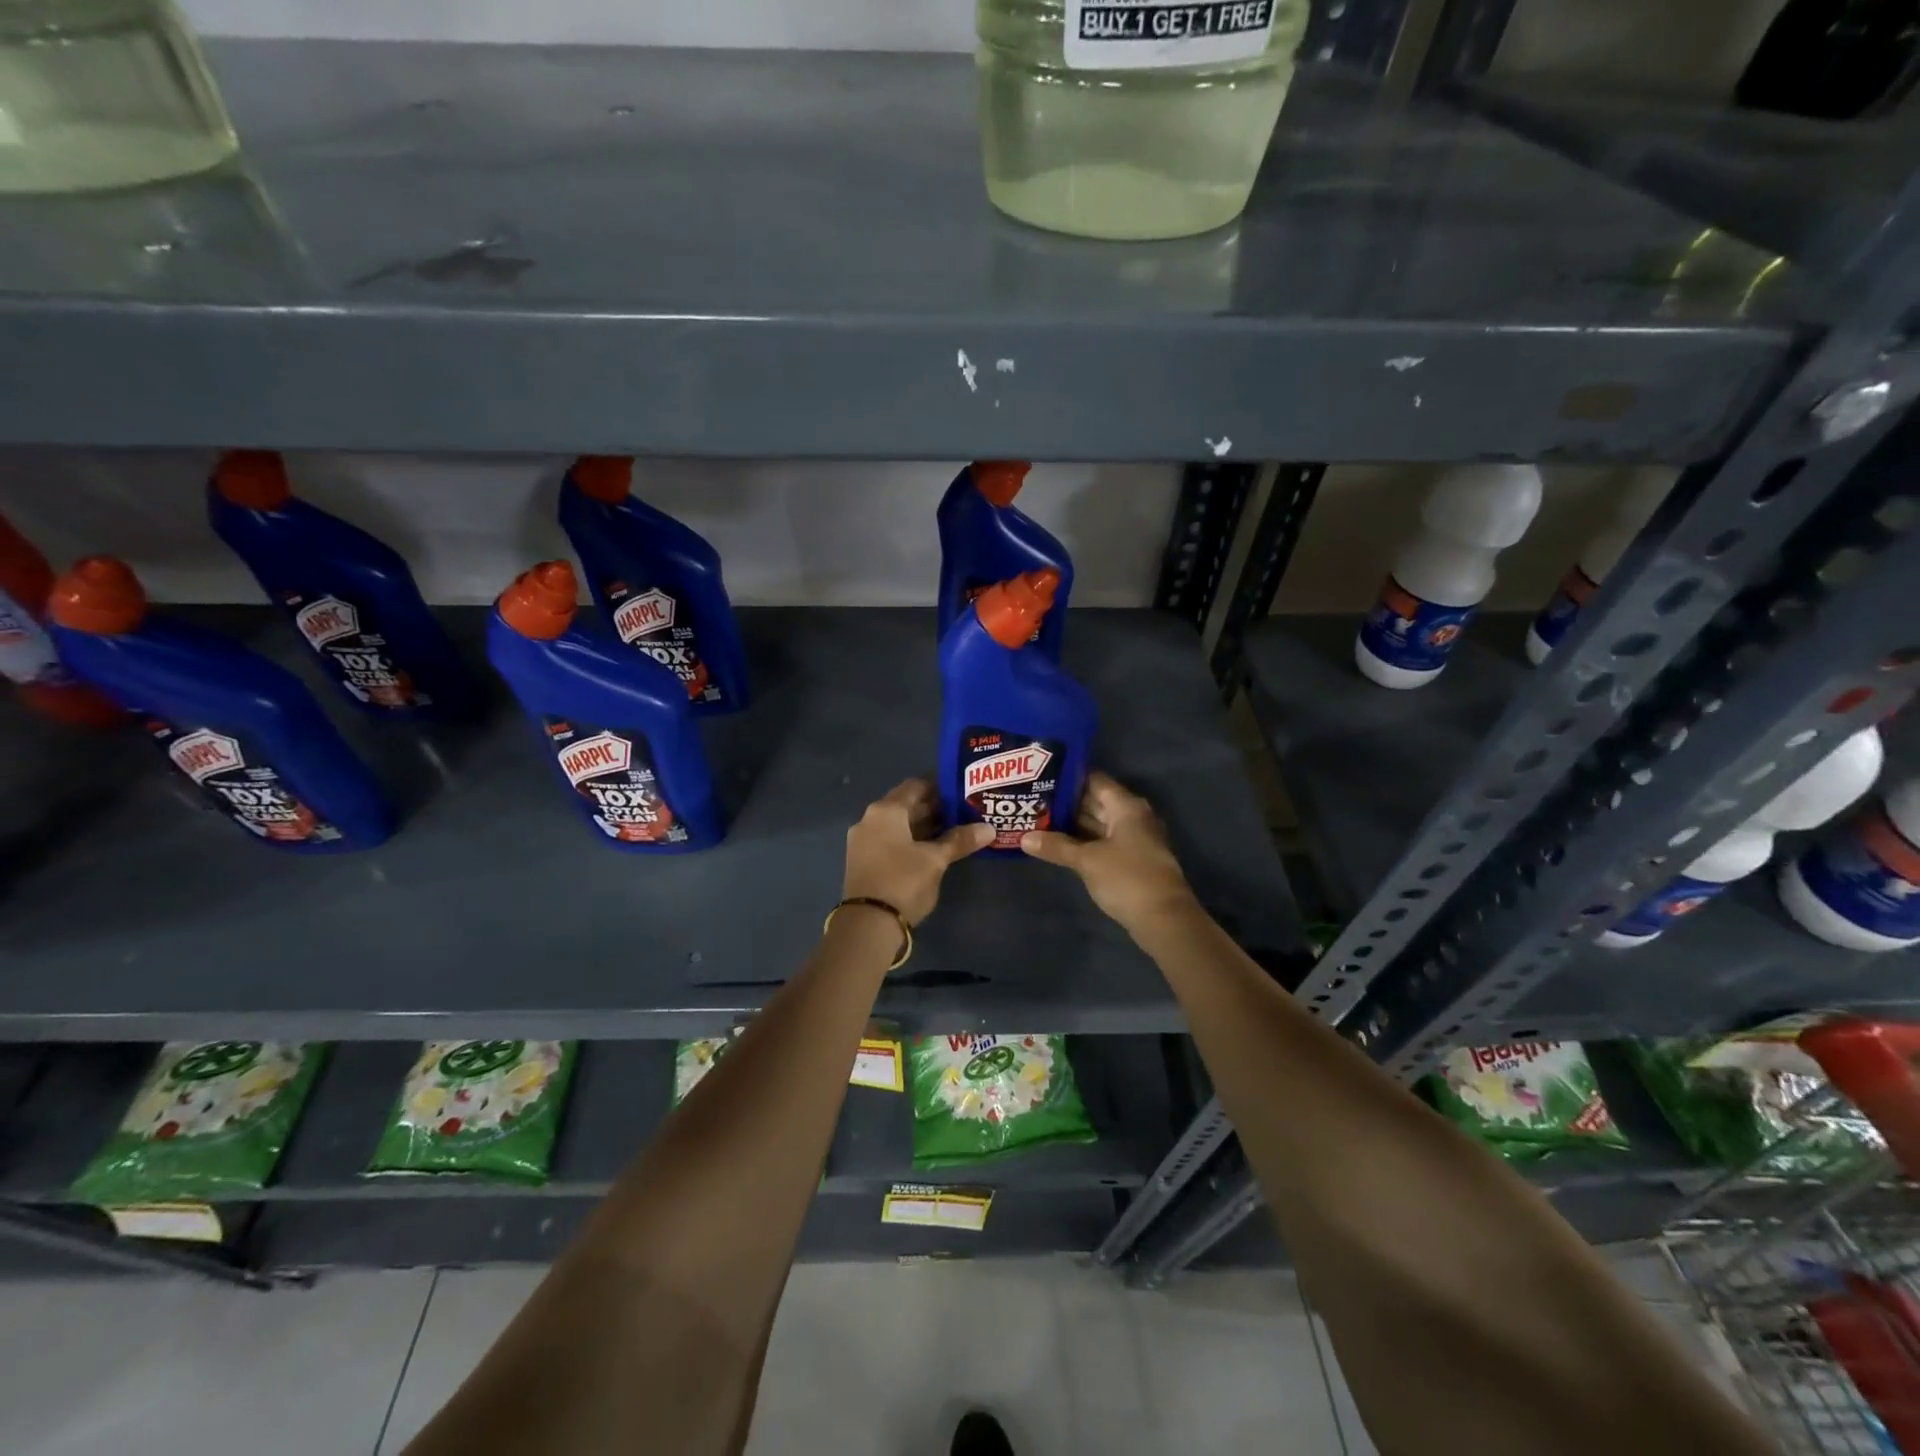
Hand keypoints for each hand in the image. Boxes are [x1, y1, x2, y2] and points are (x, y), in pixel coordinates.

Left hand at [844, 778, 993, 925]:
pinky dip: (910, 841)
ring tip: (954, 831)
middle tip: (964, 813)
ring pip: (898, 825)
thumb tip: (989, 829)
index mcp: (886, 810)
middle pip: (906, 805)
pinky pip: (890, 841)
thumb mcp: (935, 860)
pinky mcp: (864, 861)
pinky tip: (932, 850)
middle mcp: (870, 819)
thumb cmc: (903, 881)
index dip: (940, 787)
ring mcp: (863, 841)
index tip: (962, 792)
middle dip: (934, 808)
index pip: (916, 786)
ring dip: (923, 826)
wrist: (867, 925)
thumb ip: (960, 840)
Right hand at [1020, 772, 1196, 932]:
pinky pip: (1101, 843)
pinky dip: (1082, 843)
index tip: (1040, 778)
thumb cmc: (1127, 878)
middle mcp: (1132, 818)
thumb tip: (1024, 838)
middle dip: (1066, 803)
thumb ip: (1056, 846)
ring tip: (1037, 820)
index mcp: (1126, 807)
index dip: (1068, 778)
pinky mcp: (1130, 861)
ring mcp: (1132, 840)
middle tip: (1032, 800)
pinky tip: (1057, 846)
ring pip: (1097, 825)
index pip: (1094, 780)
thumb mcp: (1087, 860)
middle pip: (1095, 802)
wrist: (1164, 919)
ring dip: (1071, 825)